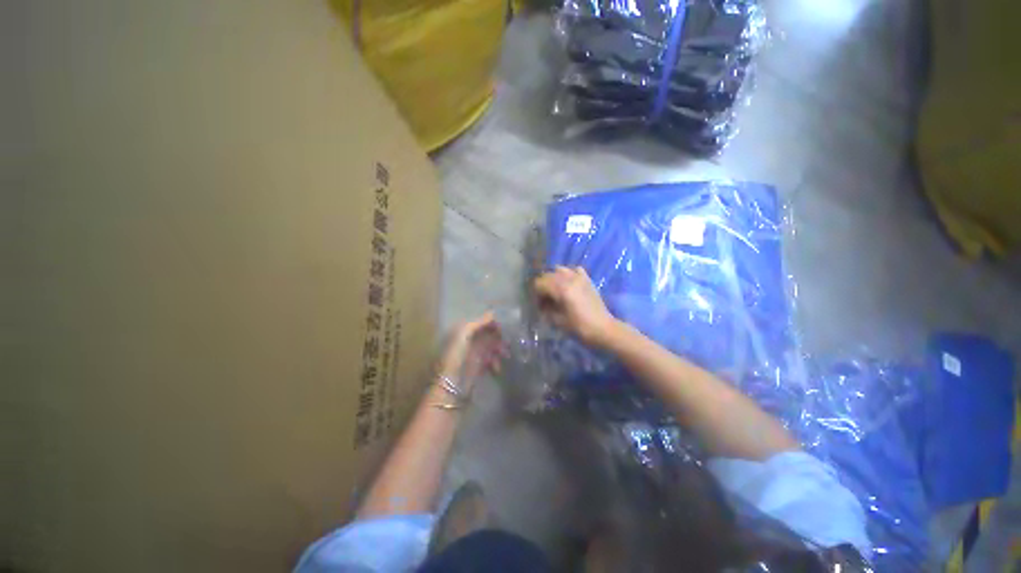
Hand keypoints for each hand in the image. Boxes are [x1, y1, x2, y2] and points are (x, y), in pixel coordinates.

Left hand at [437, 313, 505, 389]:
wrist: (452, 385)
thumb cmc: (456, 356)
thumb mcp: (464, 334)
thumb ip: (478, 323)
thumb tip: (492, 314)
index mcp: (462, 331)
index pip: (481, 322)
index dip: (492, 323)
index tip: (503, 327)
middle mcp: (468, 341)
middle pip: (488, 334)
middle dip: (498, 337)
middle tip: (508, 341)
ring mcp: (473, 354)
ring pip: (491, 347)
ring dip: (500, 350)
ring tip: (505, 355)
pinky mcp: (478, 367)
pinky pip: (491, 360)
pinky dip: (496, 362)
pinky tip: (496, 368)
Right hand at [534, 266, 617, 346]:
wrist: (603, 329)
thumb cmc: (579, 327)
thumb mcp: (557, 321)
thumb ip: (546, 308)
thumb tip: (541, 303)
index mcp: (561, 289)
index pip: (539, 283)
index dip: (536, 294)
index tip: (539, 306)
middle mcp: (569, 279)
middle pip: (547, 275)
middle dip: (543, 286)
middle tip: (545, 301)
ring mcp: (579, 277)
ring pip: (559, 270)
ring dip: (554, 279)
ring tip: (555, 291)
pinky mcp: (587, 279)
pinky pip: (574, 270)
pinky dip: (568, 275)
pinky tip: (568, 284)